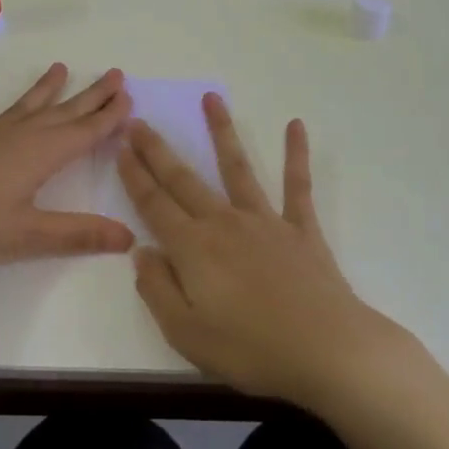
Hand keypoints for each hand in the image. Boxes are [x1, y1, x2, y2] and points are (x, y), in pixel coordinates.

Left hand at [0, 63, 135, 266]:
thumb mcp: (32, 234)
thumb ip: (80, 234)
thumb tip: (128, 236)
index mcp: (42, 154)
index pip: (85, 131)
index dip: (109, 116)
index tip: (128, 96)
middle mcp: (20, 137)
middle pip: (63, 112)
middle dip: (91, 95)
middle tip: (114, 74)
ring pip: (24, 107)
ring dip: (43, 89)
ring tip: (59, 67)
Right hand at [120, 94, 400, 408]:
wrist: (327, 350)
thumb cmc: (251, 349)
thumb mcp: (185, 333)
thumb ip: (157, 289)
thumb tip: (141, 251)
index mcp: (193, 248)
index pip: (154, 204)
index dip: (134, 175)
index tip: (121, 146)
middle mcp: (224, 222)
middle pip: (184, 179)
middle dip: (158, 149)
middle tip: (139, 120)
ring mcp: (265, 221)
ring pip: (237, 167)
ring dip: (222, 131)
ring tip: (211, 98)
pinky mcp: (300, 229)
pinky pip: (297, 185)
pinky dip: (296, 155)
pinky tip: (296, 125)